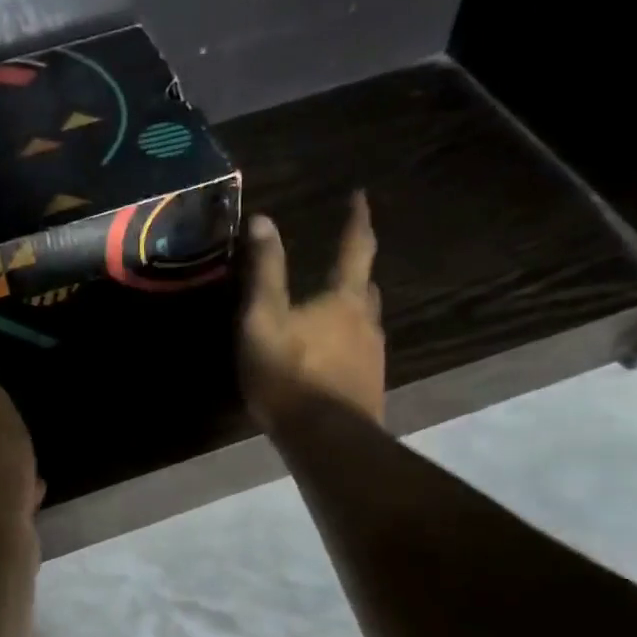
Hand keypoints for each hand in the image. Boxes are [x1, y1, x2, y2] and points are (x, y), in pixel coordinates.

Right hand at [239, 191, 384, 427]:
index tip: (360, 197)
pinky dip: (347, 344)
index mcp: (344, 298)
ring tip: (330, 312)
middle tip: (341, 264)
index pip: (356, 247)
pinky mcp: (370, 387)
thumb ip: (263, 271)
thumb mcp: (263, 318)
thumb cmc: (289, 373)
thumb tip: (263, 220)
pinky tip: (330, 358)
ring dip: (351, 310)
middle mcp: (368, 321)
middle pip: (365, 287)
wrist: (327, 439)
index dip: (357, 220)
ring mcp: (374, 357)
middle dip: (355, 271)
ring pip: (365, 322)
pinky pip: (360, 353)